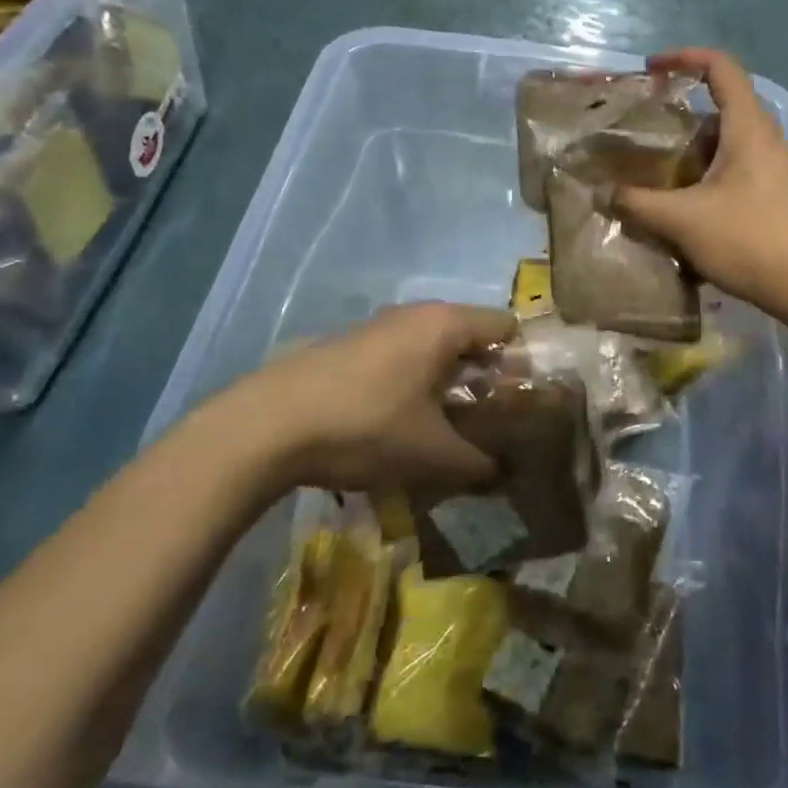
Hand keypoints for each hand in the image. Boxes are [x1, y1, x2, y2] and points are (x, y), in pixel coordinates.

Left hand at [195, 302, 515, 499]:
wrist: (267, 425)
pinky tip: (400, 421)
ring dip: (447, 380)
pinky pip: (400, 355)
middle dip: (484, 375)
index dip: (521, 364)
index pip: (506, 327)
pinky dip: (413, 380)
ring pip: (432, 346)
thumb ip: (478, 463)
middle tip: (488, 419)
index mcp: (445, 325)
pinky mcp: (348, 345)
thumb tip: (501, 473)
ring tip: (447, 425)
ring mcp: (378, 326)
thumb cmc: (367, 427)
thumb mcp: (432, 454)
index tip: (520, 404)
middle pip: (470, 335)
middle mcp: (415, 314)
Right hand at [613, 48, 787, 319]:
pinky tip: (685, 210)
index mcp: (748, 127)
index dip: (685, 57)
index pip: (720, 67)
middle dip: (679, 117)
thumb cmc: (751, 239)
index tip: (651, 69)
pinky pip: (735, 172)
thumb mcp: (684, 221)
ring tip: (656, 175)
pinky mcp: (777, 197)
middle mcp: (765, 139)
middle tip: (643, 134)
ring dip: (691, 154)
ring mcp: (775, 169)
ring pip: (726, 145)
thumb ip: (639, 203)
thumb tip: (605, 193)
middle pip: (720, 109)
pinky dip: (706, 178)